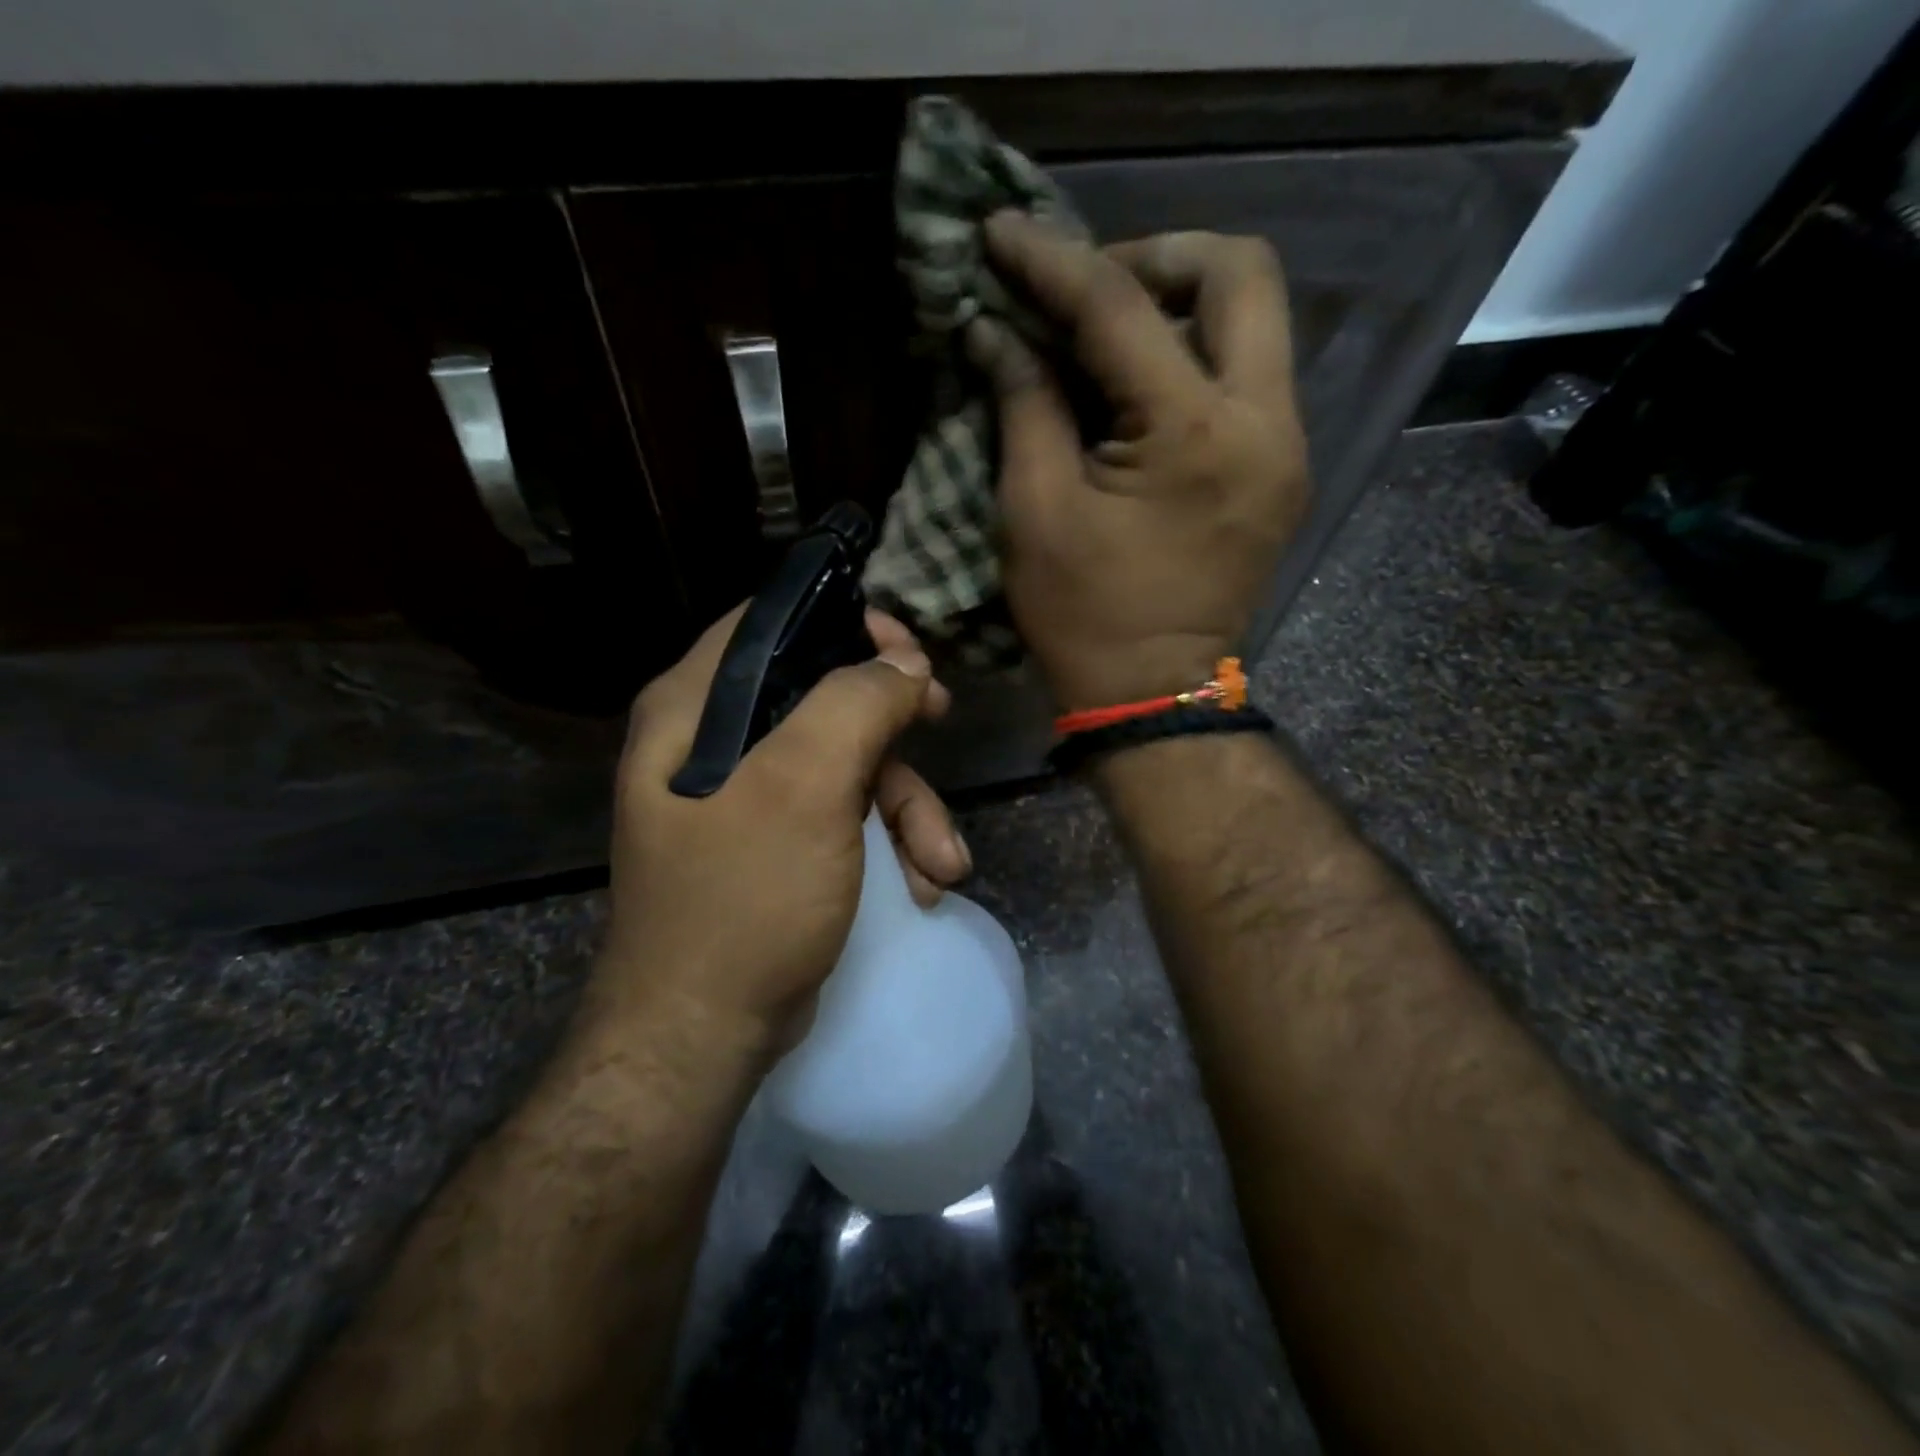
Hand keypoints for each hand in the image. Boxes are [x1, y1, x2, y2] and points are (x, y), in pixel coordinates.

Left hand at [590, 608, 968, 1056]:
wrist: (703, 1035)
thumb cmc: (744, 898)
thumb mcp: (804, 788)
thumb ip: (854, 705)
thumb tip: (903, 663)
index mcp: (694, 708)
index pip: (769, 624)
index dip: (842, 622)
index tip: (904, 647)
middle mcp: (713, 743)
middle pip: (821, 693)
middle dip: (892, 720)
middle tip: (941, 716)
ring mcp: (749, 798)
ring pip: (848, 763)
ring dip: (907, 808)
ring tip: (942, 862)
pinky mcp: (780, 845)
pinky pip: (846, 816)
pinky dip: (890, 844)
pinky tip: (921, 884)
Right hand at [967, 213, 1311, 710]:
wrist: (1153, 695)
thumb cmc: (1084, 618)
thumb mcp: (1034, 512)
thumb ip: (1023, 405)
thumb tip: (994, 331)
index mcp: (1194, 435)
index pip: (1121, 309)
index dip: (1053, 262)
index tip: (1001, 234)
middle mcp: (1265, 422)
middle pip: (1240, 272)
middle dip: (1154, 258)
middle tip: (1084, 288)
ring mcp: (1285, 445)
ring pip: (1255, 319)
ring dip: (1178, 303)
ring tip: (1104, 331)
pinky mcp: (1281, 468)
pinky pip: (1249, 374)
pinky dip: (1193, 356)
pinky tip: (1138, 383)